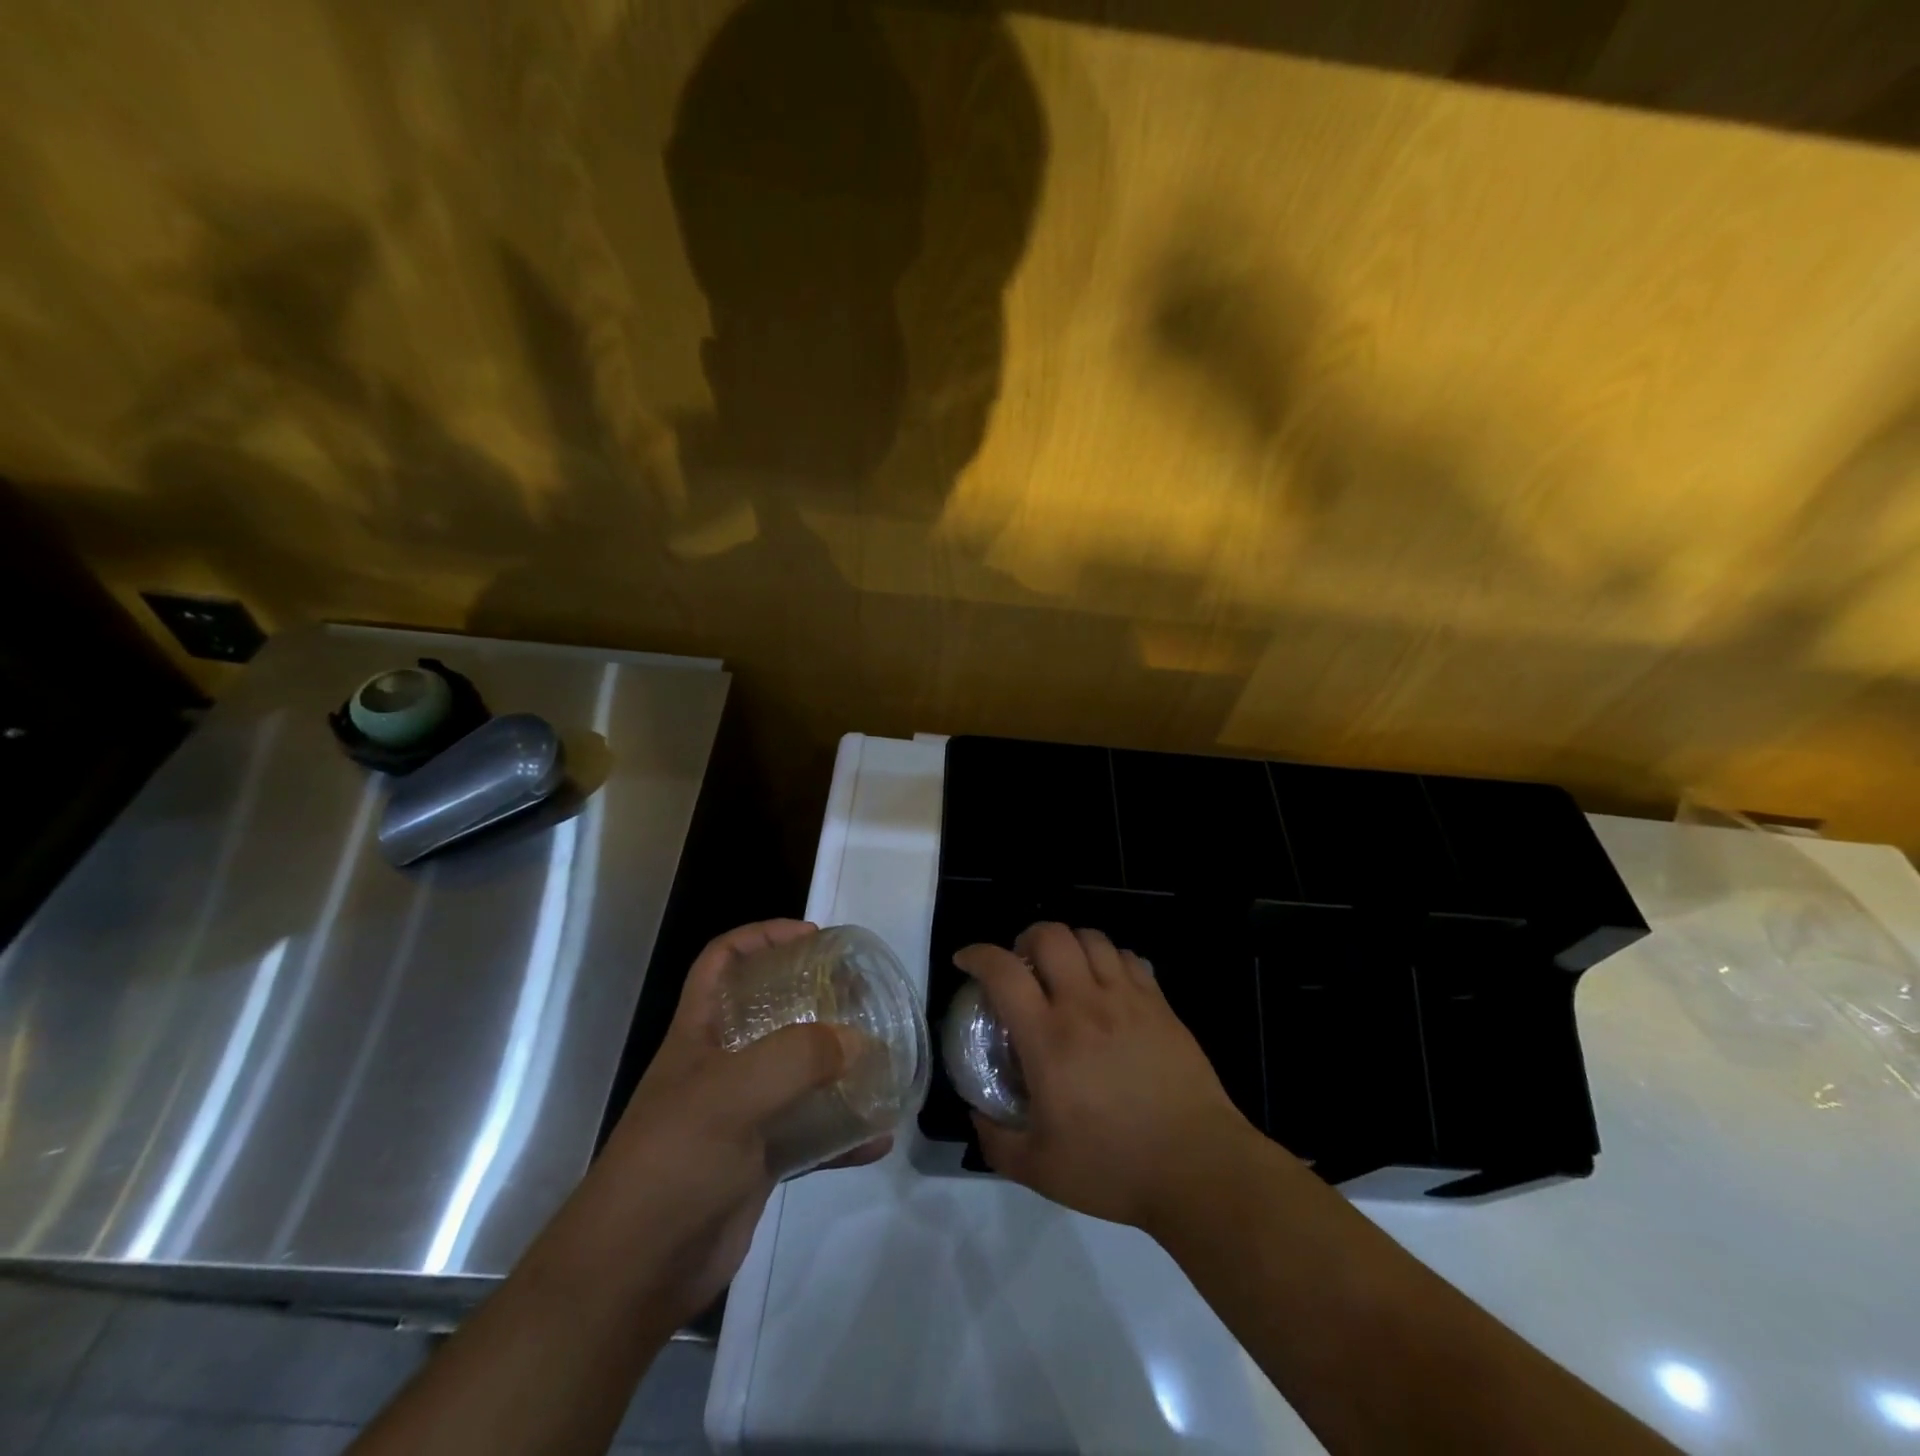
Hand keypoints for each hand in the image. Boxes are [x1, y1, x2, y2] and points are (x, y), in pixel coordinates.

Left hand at [590, 920, 889, 1329]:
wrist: (634, 1273)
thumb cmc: (674, 1161)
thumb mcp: (733, 1093)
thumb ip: (798, 1057)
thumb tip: (858, 1043)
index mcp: (700, 1033)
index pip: (723, 961)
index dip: (762, 936)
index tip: (812, 937)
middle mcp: (720, 1065)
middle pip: (768, 1011)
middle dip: (813, 997)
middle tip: (860, 996)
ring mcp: (740, 1115)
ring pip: (795, 1072)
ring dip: (836, 1065)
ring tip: (880, 1058)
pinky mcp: (757, 1161)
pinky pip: (809, 1133)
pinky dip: (842, 1132)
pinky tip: (877, 1138)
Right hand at [955, 922, 1265, 1231]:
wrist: (1197, 1167)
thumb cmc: (1113, 1167)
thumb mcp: (1039, 1169)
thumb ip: (996, 1139)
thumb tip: (976, 1114)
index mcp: (1048, 1038)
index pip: (1003, 972)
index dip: (977, 955)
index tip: (965, 960)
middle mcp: (1085, 1004)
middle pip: (1050, 935)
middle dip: (1025, 938)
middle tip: (1022, 964)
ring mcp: (1127, 998)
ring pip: (1091, 938)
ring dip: (1068, 944)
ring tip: (1064, 969)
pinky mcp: (1160, 1004)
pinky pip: (1128, 957)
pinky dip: (1108, 959)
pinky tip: (1106, 984)